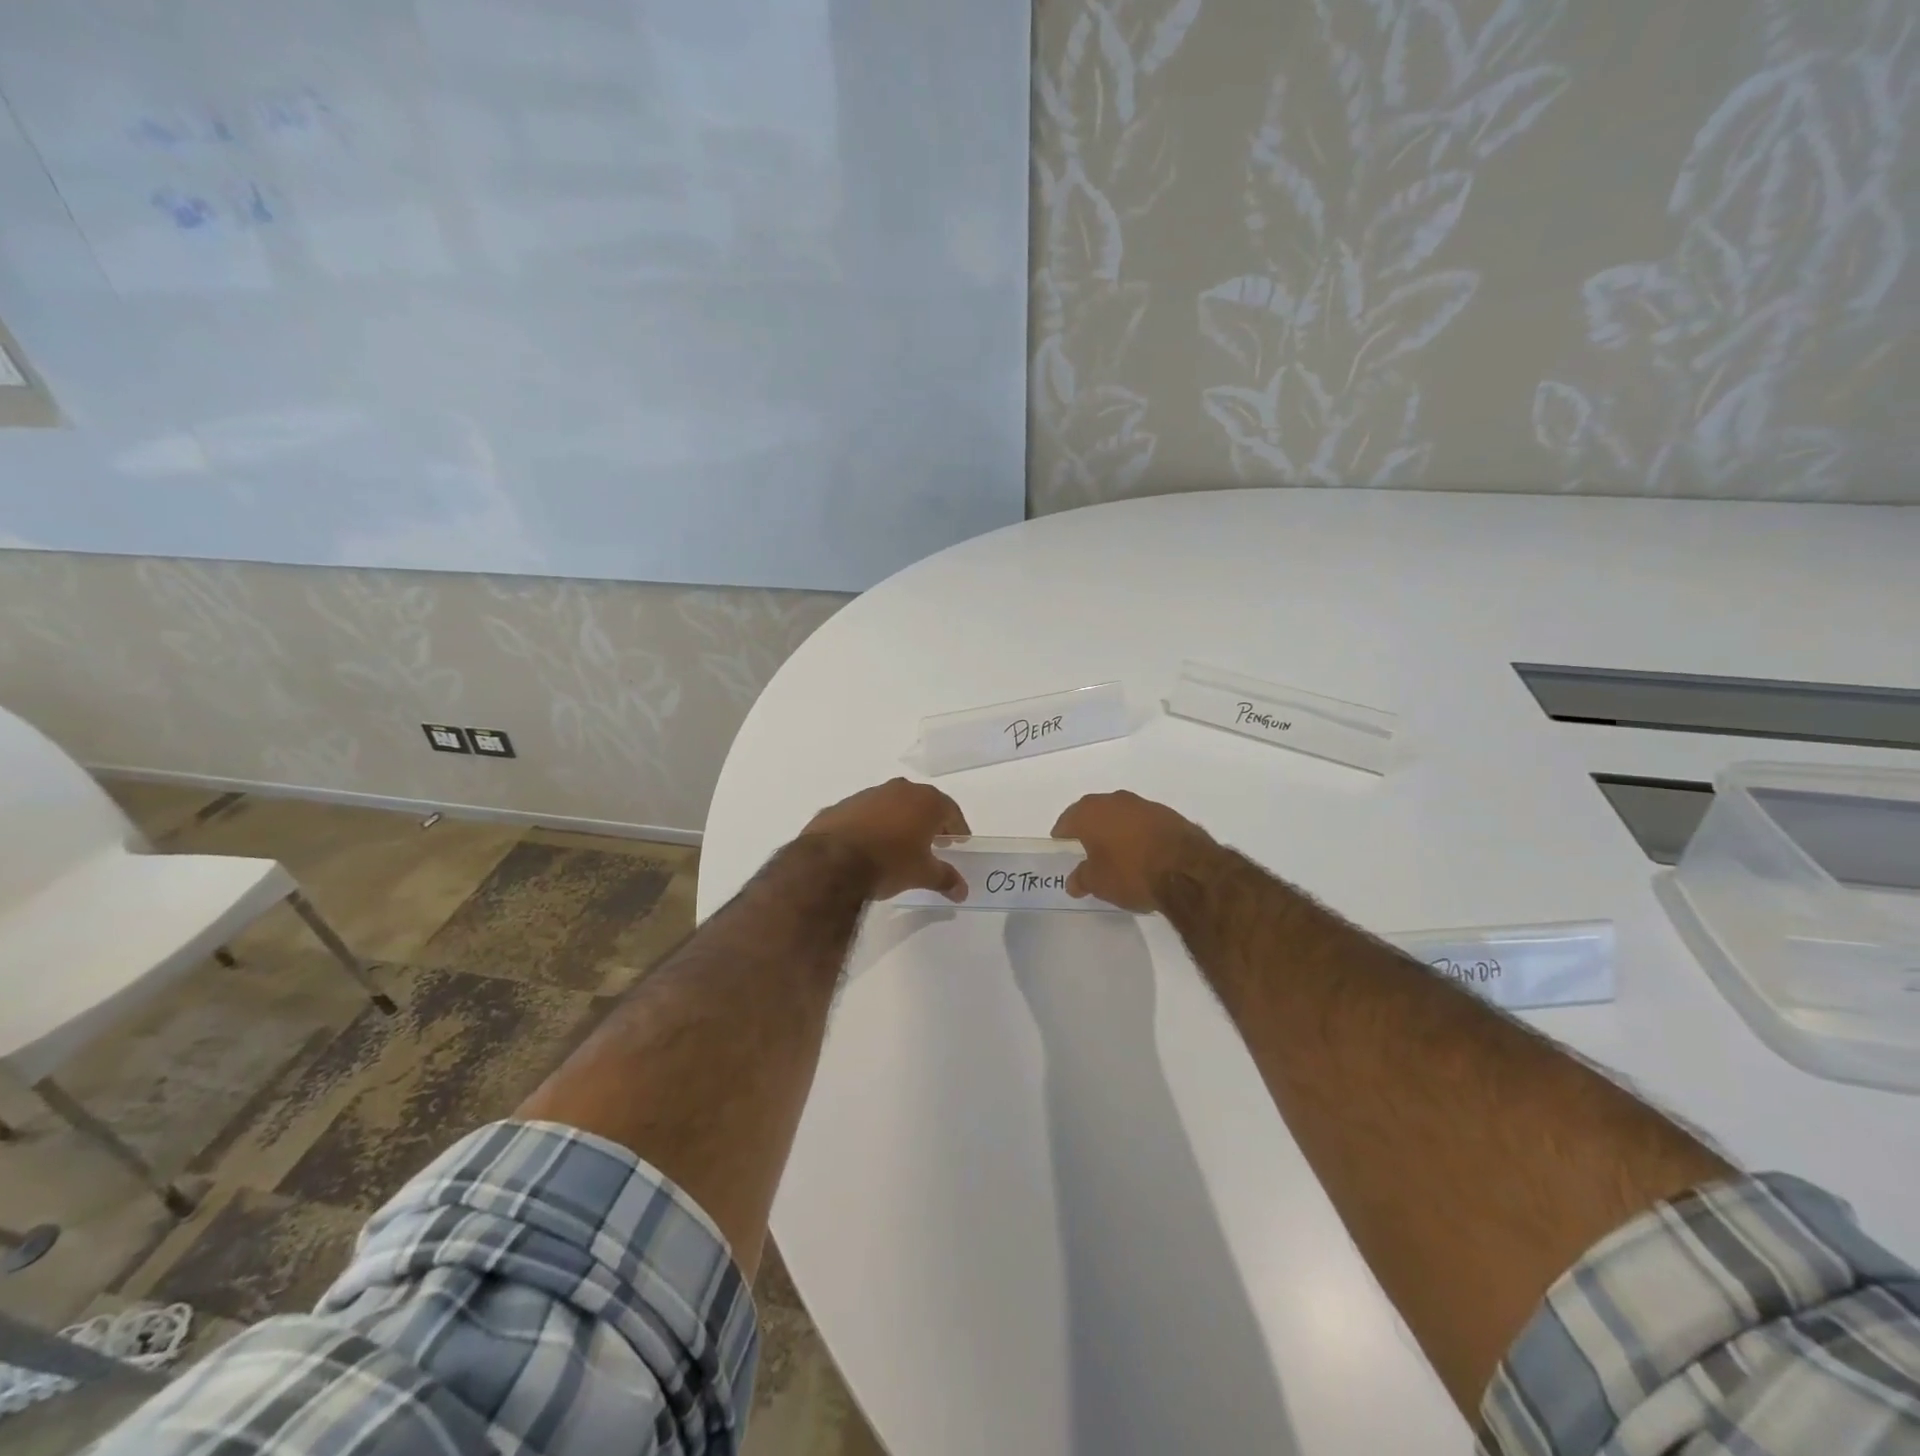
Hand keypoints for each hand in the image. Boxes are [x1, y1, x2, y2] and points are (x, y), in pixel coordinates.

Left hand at [802, 778, 971, 901]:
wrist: (831, 862)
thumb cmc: (889, 863)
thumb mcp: (922, 874)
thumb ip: (945, 878)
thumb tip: (962, 890)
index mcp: (925, 801)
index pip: (950, 811)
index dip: (957, 828)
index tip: (959, 841)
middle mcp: (899, 790)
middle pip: (922, 803)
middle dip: (929, 821)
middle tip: (933, 841)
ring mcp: (869, 794)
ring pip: (893, 805)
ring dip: (899, 820)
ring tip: (900, 844)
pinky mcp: (843, 805)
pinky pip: (867, 813)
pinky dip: (873, 825)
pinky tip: (870, 845)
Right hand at [1052, 790, 1215, 912]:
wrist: (1187, 869)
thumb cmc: (1130, 873)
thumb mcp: (1098, 883)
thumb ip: (1082, 878)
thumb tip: (1074, 881)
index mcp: (1090, 812)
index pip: (1067, 820)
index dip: (1063, 835)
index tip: (1062, 846)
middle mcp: (1114, 801)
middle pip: (1094, 813)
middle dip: (1089, 829)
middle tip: (1087, 849)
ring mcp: (1144, 805)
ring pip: (1121, 815)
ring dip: (1116, 830)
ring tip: (1117, 853)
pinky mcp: (1168, 814)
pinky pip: (1143, 823)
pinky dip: (1138, 834)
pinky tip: (1142, 853)